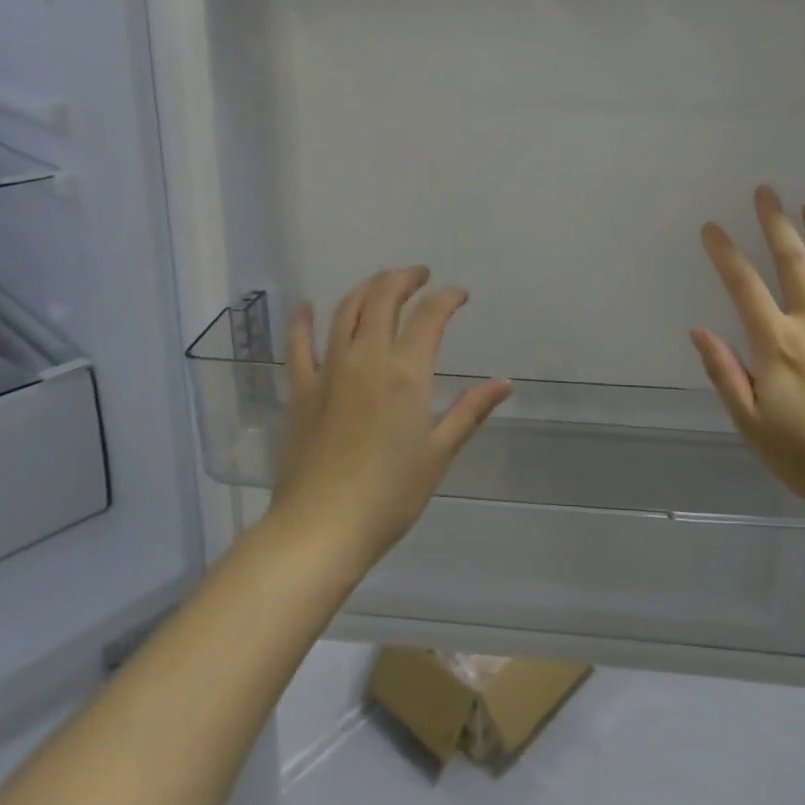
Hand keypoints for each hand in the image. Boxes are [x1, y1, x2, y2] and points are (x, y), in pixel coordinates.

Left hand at [272, 267, 511, 570]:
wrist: (321, 528)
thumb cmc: (389, 495)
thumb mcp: (438, 453)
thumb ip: (470, 412)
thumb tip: (505, 384)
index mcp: (407, 372)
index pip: (430, 315)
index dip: (447, 297)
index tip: (460, 295)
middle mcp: (367, 357)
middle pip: (384, 298)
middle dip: (404, 278)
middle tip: (419, 276)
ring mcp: (329, 370)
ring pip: (346, 310)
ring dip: (366, 288)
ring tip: (381, 283)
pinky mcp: (300, 389)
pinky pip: (299, 345)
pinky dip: (303, 322)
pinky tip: (306, 308)